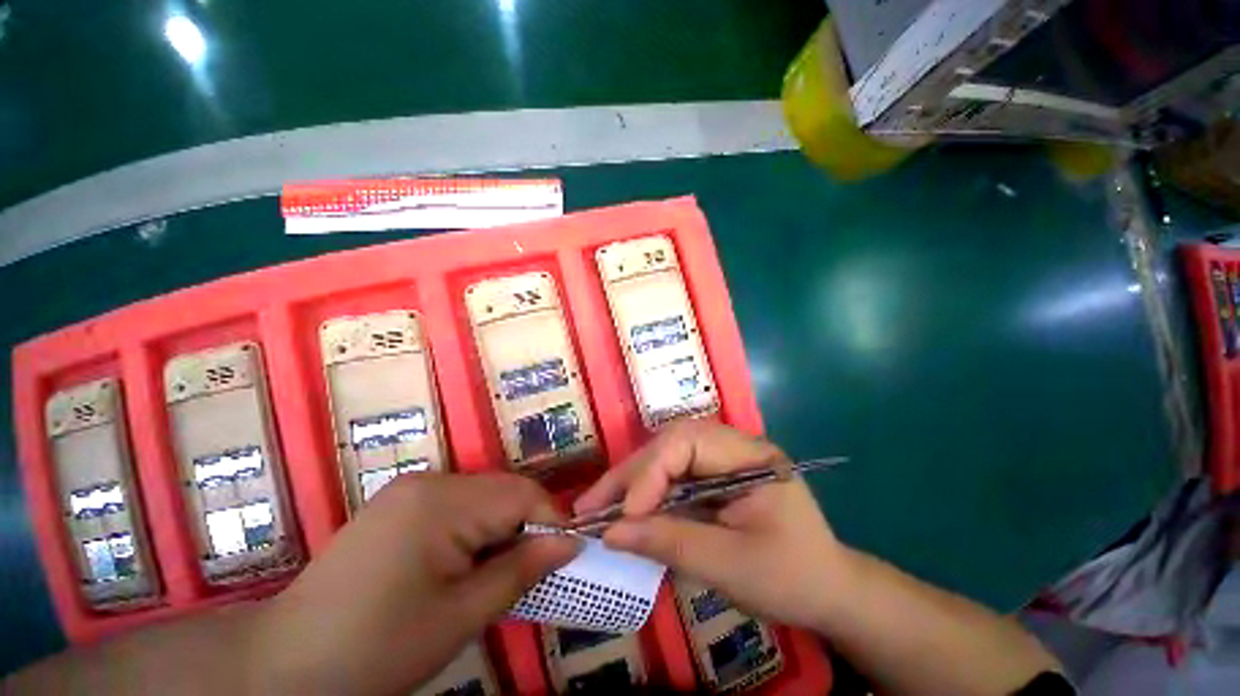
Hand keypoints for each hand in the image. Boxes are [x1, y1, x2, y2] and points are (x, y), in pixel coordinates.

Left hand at [253, 473, 578, 694]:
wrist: (284, 665)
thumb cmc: (375, 649)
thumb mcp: (460, 616)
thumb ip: (521, 571)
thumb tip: (571, 543)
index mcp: (442, 501)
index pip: (522, 494)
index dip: (551, 521)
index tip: (564, 556)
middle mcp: (430, 481)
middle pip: (503, 491)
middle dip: (525, 527)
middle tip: (530, 571)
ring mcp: (410, 489)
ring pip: (483, 497)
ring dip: (501, 530)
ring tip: (496, 572)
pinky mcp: (399, 503)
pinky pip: (458, 505)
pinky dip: (475, 530)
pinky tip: (462, 564)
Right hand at [574, 420, 850, 631]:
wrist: (828, 593)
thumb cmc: (791, 579)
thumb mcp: (731, 566)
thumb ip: (671, 543)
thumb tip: (610, 533)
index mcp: (751, 456)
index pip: (689, 443)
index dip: (651, 472)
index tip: (625, 514)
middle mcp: (733, 446)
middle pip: (671, 444)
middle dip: (631, 474)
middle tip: (592, 504)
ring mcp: (722, 460)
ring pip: (666, 457)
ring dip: (632, 481)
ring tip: (597, 505)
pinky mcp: (713, 477)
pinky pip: (671, 476)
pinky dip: (646, 493)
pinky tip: (625, 510)